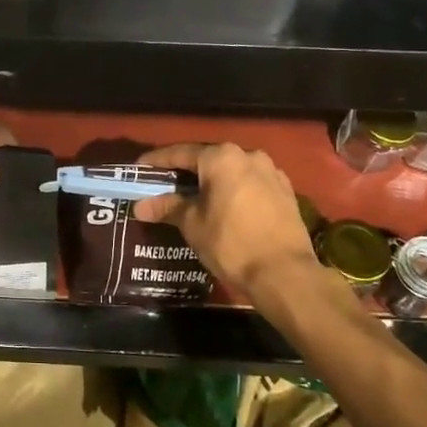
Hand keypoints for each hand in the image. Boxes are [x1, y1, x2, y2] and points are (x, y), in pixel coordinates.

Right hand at [132, 142, 319, 295]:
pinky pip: (251, 184)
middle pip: (208, 159)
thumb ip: (167, 208)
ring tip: (196, 198)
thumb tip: (140, 206)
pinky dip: (235, 191)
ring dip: (213, 182)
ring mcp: (271, 172)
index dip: (157, 161)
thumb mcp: (192, 224)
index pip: (180, 153)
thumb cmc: (231, 243)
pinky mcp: (286, 192)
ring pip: (232, 171)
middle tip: (166, 185)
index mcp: (221, 157)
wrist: (285, 274)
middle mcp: (248, 155)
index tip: (139, 170)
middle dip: (186, 172)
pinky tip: (227, 207)